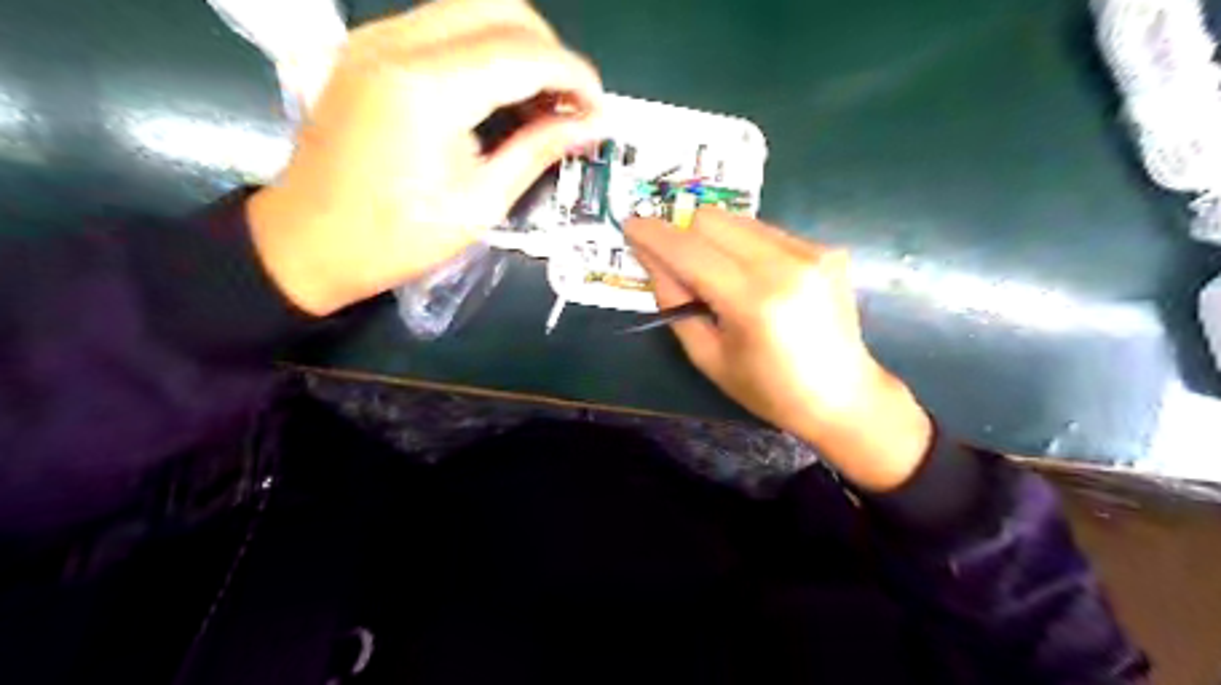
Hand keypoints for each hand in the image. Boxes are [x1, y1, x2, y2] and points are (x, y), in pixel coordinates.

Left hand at [249, 0, 602, 316]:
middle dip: (550, 51)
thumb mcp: (481, 203)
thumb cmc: (397, 238)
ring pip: (472, 7)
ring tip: (538, 100)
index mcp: (429, 90)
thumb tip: (592, 125)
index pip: (525, 53)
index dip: (575, 77)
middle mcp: (400, 44)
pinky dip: (482, 46)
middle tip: (568, 104)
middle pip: (502, 8)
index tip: (598, 111)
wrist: (307, 241)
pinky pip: (441, 23)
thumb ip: (539, 150)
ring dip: (518, 44)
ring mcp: (377, 38)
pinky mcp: (367, 47)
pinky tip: (495, 91)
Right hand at [628, 209, 937, 492]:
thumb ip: (675, 302)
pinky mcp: (825, 249)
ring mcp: (811, 251)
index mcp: (753, 301)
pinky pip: (765, 230)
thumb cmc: (768, 389)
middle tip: (677, 265)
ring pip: (738, 220)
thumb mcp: (708, 356)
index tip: (631, 226)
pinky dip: (744, 246)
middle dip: (684, 235)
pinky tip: (753, 279)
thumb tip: (652, 259)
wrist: (842, 395)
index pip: (689, 251)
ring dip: (713, 240)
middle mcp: (785, 264)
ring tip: (719, 278)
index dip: (654, 235)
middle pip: (712, 219)